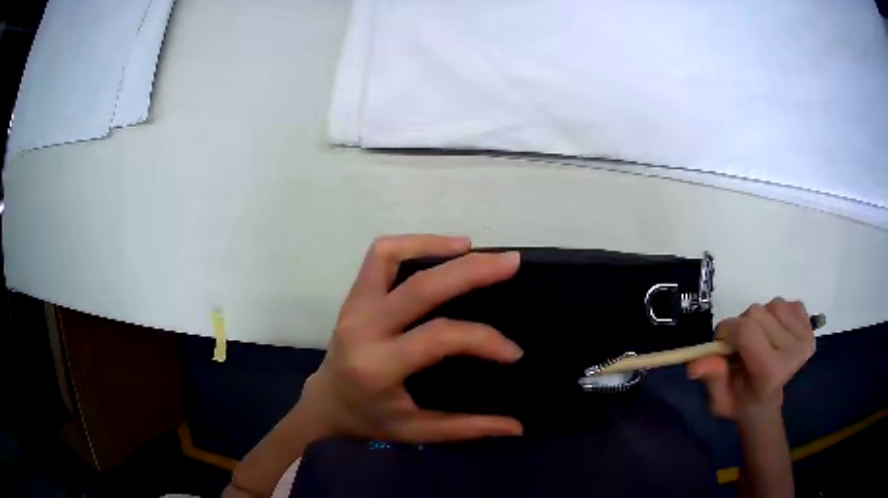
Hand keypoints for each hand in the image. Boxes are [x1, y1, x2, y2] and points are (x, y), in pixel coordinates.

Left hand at [296, 235, 524, 443]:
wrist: (326, 403)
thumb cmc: (370, 419)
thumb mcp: (416, 432)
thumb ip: (467, 428)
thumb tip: (517, 427)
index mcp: (379, 366)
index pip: (439, 337)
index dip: (483, 339)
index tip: (513, 352)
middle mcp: (364, 328)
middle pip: (420, 287)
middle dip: (470, 271)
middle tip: (510, 263)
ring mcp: (354, 306)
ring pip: (390, 256)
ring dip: (433, 245)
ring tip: (472, 248)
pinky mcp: (353, 295)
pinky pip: (379, 256)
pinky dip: (410, 244)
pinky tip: (440, 250)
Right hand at [688, 298, 815, 420]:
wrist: (767, 401)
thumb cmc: (741, 400)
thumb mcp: (719, 399)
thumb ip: (712, 379)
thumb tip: (694, 364)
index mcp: (771, 372)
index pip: (746, 331)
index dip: (727, 329)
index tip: (721, 342)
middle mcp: (793, 352)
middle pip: (757, 313)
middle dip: (742, 324)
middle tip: (741, 346)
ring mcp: (805, 337)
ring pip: (772, 304)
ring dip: (760, 318)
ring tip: (759, 339)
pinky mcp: (810, 326)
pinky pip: (787, 303)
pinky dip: (776, 313)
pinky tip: (774, 332)